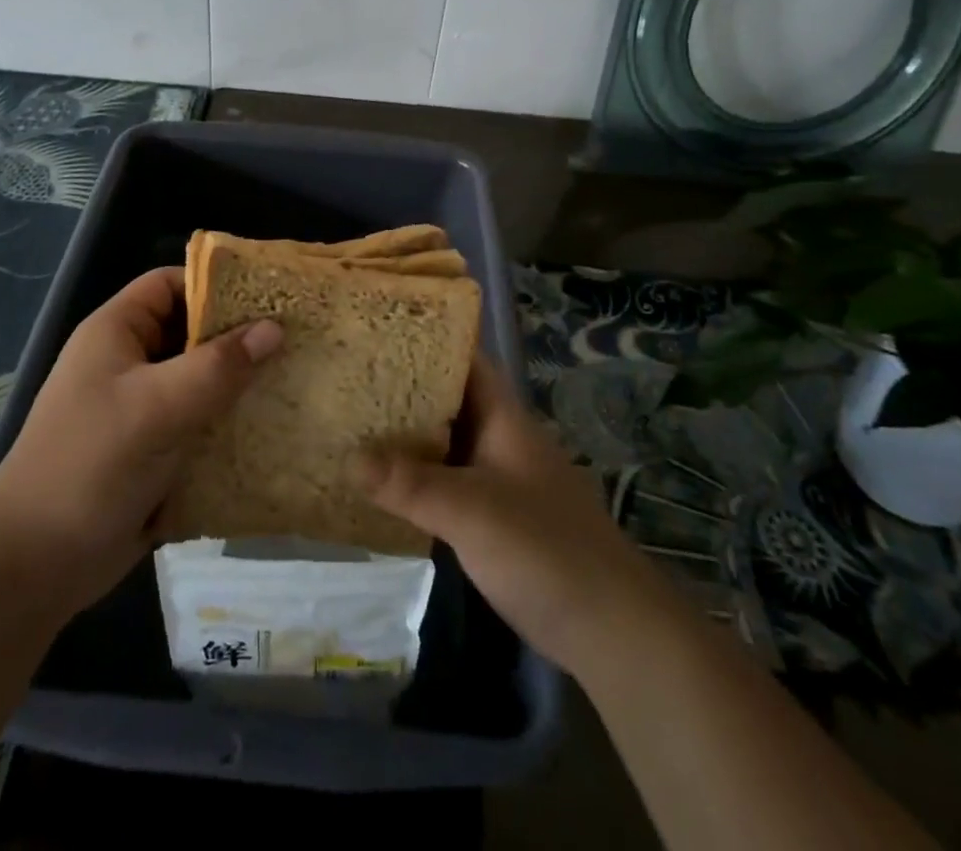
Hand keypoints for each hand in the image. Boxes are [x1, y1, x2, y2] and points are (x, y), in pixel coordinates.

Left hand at [0, 266, 281, 618]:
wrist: (35, 565)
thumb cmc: (90, 465)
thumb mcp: (156, 407)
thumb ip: (217, 367)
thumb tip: (275, 328)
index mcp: (117, 333)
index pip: (170, 285)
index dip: (216, 284)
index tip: (270, 295)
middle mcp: (130, 363)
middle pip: (192, 333)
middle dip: (240, 336)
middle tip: (298, 338)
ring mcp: (142, 409)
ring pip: (201, 381)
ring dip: (241, 384)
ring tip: (297, 378)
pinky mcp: (155, 451)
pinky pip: (201, 423)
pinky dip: (231, 423)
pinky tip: (273, 427)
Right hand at [359, 358, 662, 674]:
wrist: (611, 630)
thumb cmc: (545, 550)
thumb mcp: (472, 511)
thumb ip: (411, 484)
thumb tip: (348, 457)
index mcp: (504, 419)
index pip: (465, 359)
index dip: (427, 338)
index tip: (378, 330)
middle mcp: (500, 440)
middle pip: (448, 400)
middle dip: (403, 387)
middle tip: (349, 377)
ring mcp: (499, 480)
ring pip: (445, 443)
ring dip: (406, 435)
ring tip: (352, 422)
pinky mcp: (494, 519)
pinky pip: (446, 483)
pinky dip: (416, 478)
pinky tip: (381, 485)